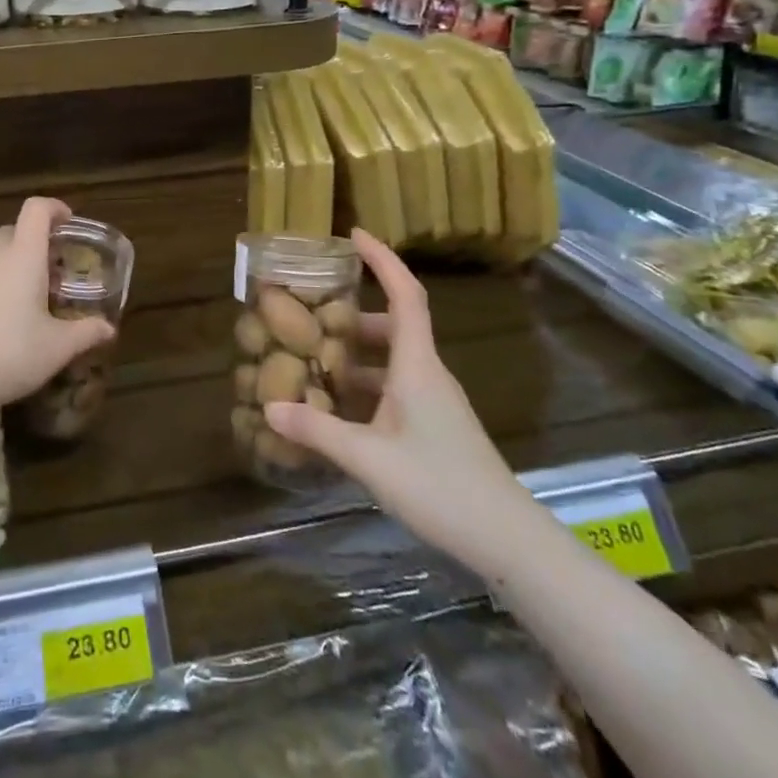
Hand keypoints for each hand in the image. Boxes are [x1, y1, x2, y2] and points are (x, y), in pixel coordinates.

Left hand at [0, 197, 114, 413]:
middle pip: (16, 228)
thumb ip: (87, 331)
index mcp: (23, 255)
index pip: (36, 209)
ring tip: (38, 291)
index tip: (69, 222)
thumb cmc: (14, 352)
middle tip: (58, 266)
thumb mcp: (59, 346)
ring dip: (18, 259)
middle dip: (38, 239)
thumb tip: (109, 328)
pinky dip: (2, 278)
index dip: (54, 207)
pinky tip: (13, 312)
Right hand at [263, 228, 550, 580]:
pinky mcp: (433, 428)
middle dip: (352, 313)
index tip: (354, 235)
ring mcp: (433, 403)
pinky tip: (335, 409)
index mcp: (417, 367)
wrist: (508, 542)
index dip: (382, 260)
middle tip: (310, 310)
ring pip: (391, 360)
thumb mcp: (368, 459)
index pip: (406, 295)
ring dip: (354, 354)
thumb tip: (269, 407)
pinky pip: (393, 389)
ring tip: (312, 358)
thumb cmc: (440, 487)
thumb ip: (317, 432)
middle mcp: (427, 375)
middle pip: (392, 326)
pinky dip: (363, 386)